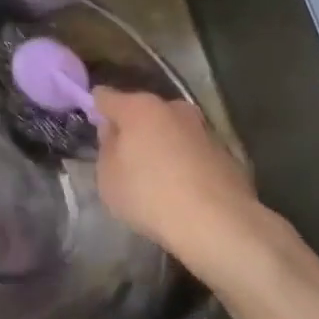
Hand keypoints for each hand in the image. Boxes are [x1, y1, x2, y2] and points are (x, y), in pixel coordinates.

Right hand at [92, 88, 258, 262]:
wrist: (216, 221)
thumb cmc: (149, 195)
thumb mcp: (108, 177)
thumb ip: (107, 148)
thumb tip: (115, 131)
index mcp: (139, 108)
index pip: (107, 97)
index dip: (97, 107)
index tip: (93, 120)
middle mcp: (173, 108)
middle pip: (144, 111)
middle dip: (133, 127)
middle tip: (124, 153)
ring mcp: (203, 128)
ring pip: (172, 129)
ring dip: (162, 143)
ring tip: (155, 173)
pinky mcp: (225, 151)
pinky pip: (192, 150)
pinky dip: (184, 160)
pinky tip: (181, 186)